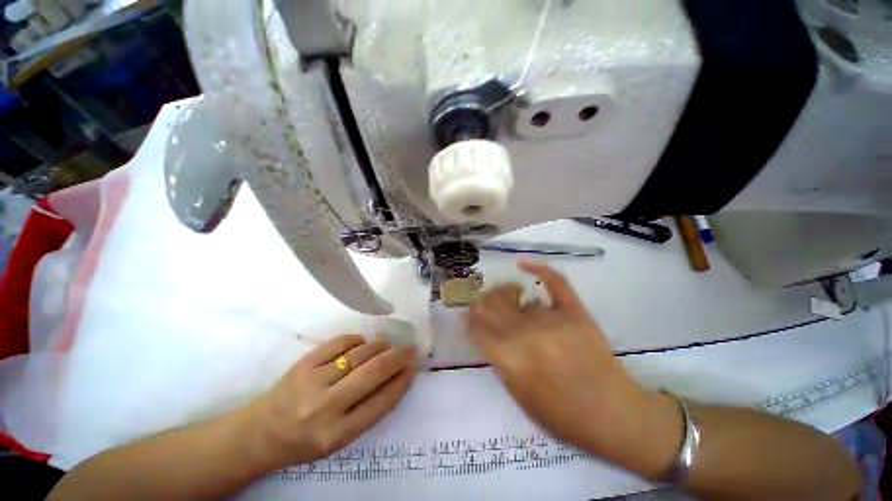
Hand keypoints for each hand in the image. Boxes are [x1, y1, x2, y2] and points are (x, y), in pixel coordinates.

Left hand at [242, 335, 415, 469]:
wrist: (260, 433)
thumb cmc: (305, 441)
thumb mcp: (340, 439)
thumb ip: (369, 410)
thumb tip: (396, 377)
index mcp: (337, 434)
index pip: (381, 402)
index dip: (402, 382)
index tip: (413, 368)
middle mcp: (326, 407)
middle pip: (373, 372)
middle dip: (398, 357)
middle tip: (410, 349)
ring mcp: (313, 381)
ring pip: (359, 354)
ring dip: (380, 346)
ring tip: (388, 346)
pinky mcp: (304, 363)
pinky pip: (340, 343)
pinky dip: (357, 340)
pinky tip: (362, 344)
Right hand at [465, 262, 682, 478]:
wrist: (613, 415)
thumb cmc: (561, 415)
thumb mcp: (518, 396)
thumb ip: (498, 360)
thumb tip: (483, 333)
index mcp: (509, 357)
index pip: (477, 326)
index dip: (469, 318)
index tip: (468, 315)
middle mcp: (525, 333)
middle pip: (491, 304)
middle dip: (482, 303)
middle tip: (485, 307)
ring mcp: (551, 319)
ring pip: (514, 294)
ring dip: (503, 294)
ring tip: (506, 298)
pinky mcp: (574, 311)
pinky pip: (555, 282)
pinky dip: (539, 269)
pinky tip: (523, 264)